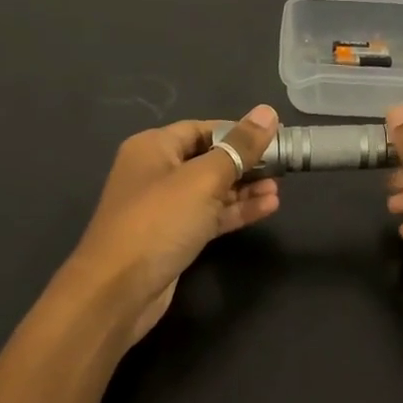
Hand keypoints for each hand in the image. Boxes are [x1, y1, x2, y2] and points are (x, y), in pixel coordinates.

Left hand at [68, 106, 281, 345]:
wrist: (118, 290)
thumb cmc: (159, 222)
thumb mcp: (204, 179)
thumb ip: (239, 147)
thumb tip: (268, 112)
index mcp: (154, 147)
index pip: (203, 128)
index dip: (239, 131)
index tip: (275, 137)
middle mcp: (156, 172)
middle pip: (209, 158)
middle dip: (245, 162)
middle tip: (284, 166)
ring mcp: (164, 207)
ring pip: (212, 190)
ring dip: (245, 189)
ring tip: (279, 190)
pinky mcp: (174, 237)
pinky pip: (210, 216)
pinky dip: (235, 211)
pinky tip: (267, 208)